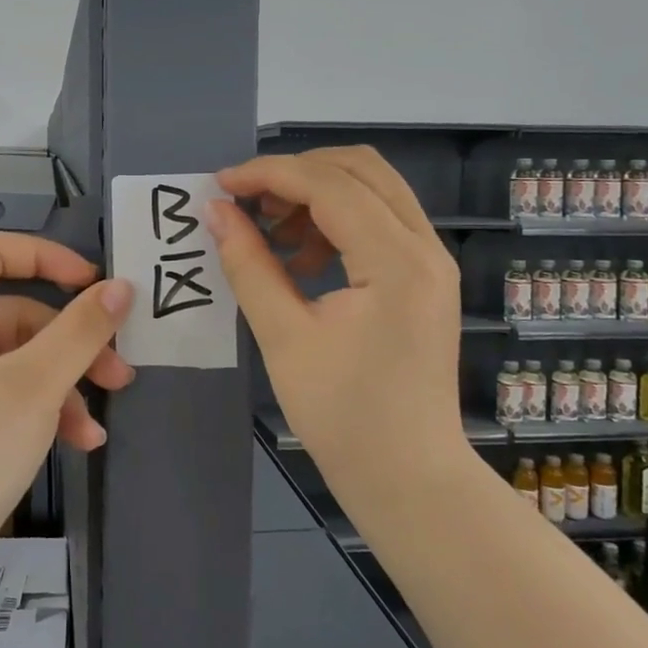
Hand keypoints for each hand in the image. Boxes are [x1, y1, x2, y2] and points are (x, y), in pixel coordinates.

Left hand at [0, 233, 134, 572]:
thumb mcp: (37, 385)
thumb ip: (83, 328)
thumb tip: (121, 285)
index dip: (49, 258)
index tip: (96, 284)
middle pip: (10, 312)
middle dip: (70, 343)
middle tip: (118, 372)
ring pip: (8, 358)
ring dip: (59, 385)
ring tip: (96, 428)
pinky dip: (32, 408)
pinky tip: (73, 444)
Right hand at [207, 146, 465, 484]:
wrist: (409, 478)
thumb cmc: (343, 417)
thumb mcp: (284, 337)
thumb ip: (249, 265)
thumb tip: (216, 211)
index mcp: (396, 262)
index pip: (329, 185)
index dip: (269, 174)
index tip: (221, 185)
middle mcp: (425, 248)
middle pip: (360, 168)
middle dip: (296, 173)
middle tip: (248, 202)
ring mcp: (431, 261)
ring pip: (372, 189)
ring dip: (316, 195)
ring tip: (270, 233)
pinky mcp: (424, 278)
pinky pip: (379, 221)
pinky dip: (335, 221)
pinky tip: (299, 260)